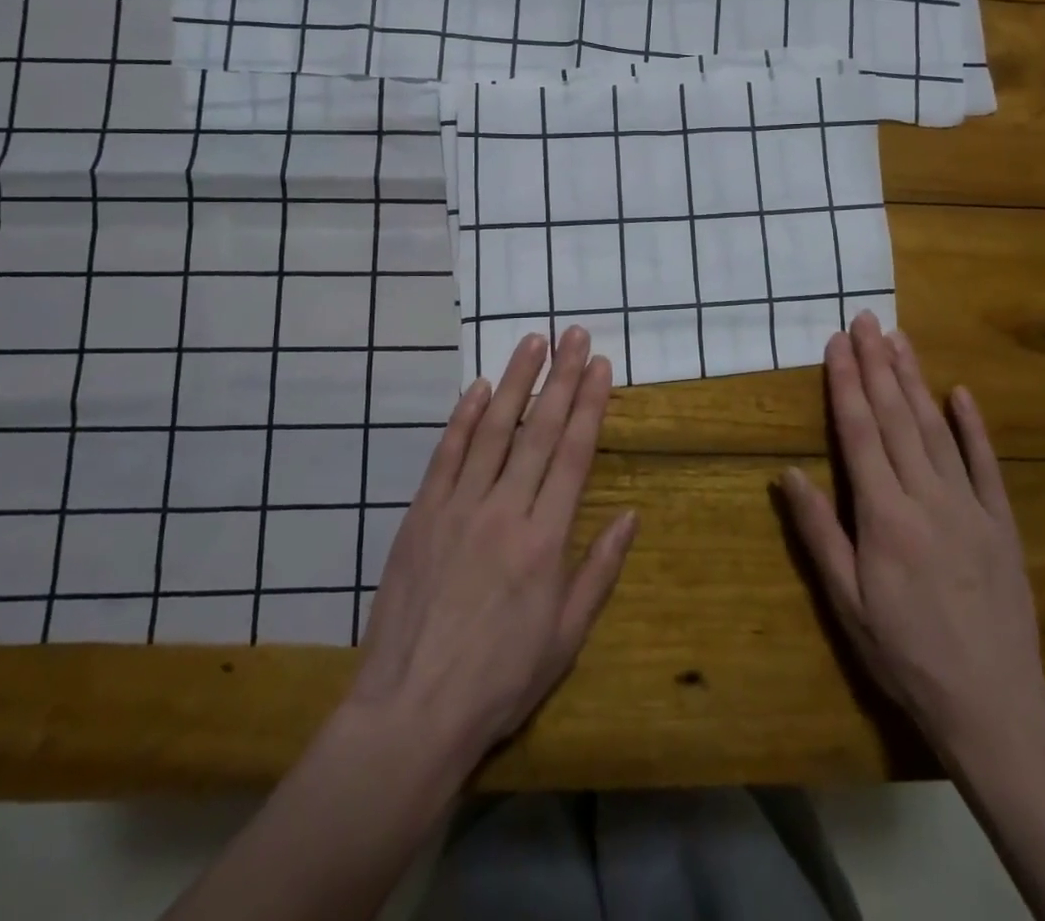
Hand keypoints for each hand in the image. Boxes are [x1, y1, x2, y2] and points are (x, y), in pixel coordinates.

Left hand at [349, 326, 637, 763]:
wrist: (412, 709)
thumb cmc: (500, 680)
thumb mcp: (566, 637)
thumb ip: (599, 570)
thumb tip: (631, 516)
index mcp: (544, 539)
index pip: (574, 455)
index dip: (590, 405)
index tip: (601, 367)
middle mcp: (504, 510)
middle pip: (539, 430)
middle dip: (562, 377)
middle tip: (575, 334)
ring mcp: (458, 507)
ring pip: (493, 430)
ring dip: (515, 381)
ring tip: (532, 342)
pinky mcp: (422, 514)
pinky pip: (446, 455)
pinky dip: (463, 418)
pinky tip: (478, 388)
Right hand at [780, 312, 1044, 760]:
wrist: (993, 704)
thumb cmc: (904, 654)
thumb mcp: (846, 603)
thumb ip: (818, 533)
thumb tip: (789, 472)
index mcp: (884, 517)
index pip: (859, 434)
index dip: (845, 384)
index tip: (837, 343)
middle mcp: (926, 498)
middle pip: (896, 418)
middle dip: (877, 364)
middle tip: (866, 320)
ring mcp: (970, 507)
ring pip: (936, 429)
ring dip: (915, 380)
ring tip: (898, 339)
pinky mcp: (1001, 522)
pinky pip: (986, 464)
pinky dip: (973, 426)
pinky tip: (960, 393)